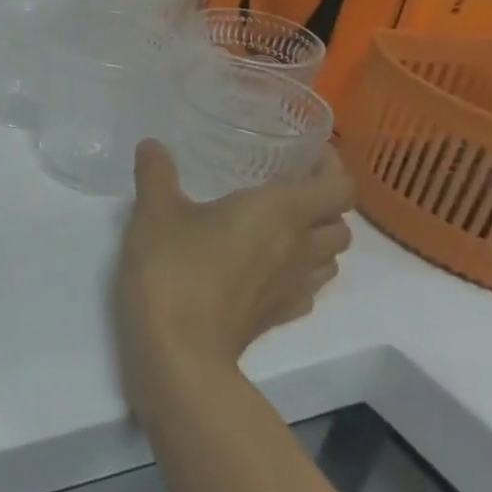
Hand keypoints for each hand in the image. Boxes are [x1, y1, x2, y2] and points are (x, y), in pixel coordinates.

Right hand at [116, 140, 354, 416]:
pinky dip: (296, 272)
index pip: (338, 186)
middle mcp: (299, 248)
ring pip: (329, 258)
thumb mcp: (154, 209)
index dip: (332, 166)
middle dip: (322, 205)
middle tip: (284, 190)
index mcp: (279, 212)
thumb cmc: (173, 266)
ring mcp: (294, 288)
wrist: (178, 347)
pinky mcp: (279, 316)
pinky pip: (306, 287)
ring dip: (314, 240)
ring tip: (275, 227)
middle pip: (340, 224)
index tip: (306, 153)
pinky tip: (261, 268)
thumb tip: (151, 145)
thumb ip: (156, 173)